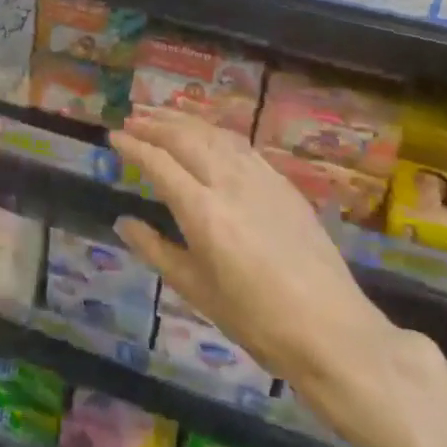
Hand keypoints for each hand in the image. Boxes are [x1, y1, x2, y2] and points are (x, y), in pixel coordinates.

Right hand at [110, 108, 442, 446]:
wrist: (332, 331)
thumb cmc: (256, 321)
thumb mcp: (197, 291)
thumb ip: (156, 250)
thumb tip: (123, 222)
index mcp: (203, 212)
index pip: (159, 163)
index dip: (133, 145)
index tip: (113, 136)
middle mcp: (229, 183)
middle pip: (186, 138)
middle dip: (155, 123)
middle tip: (132, 117)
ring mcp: (261, 179)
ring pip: (216, 134)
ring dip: (185, 120)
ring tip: (162, 114)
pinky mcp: (283, 184)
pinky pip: (241, 145)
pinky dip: (216, 131)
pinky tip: (208, 133)